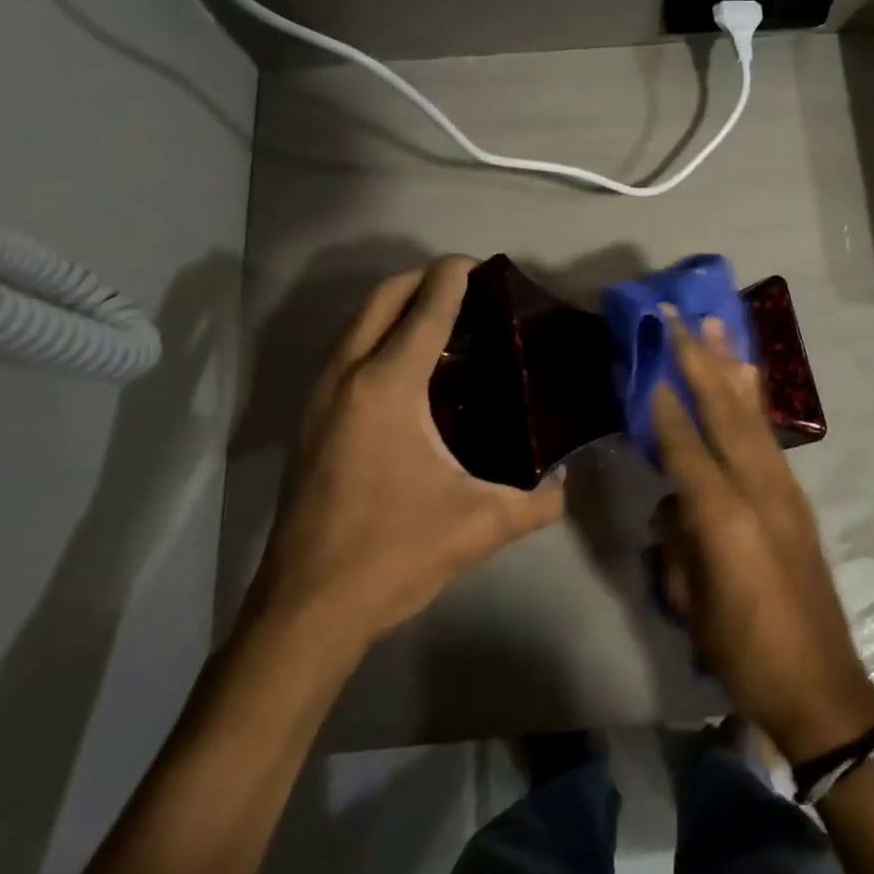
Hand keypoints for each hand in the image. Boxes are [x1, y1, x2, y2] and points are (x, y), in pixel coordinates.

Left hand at [250, 256, 564, 644]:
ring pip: (355, 323)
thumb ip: (538, 502)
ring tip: (441, 322)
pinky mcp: (308, 422)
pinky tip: (407, 373)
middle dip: (421, 279)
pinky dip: (375, 337)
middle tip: (466, 288)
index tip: (482, 265)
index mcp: (388, 386)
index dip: (454, 276)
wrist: (306, 608)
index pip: (425, 308)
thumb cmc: (392, 553)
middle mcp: (346, 376)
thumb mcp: (480, 525)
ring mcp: (319, 398)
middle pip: (381, 298)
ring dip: (394, 307)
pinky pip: (344, 353)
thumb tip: (567, 485)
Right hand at [652, 313, 873, 764]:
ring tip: (715, 327)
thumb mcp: (692, 604)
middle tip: (680, 318)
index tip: (647, 360)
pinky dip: (753, 400)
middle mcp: (758, 489)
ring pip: (751, 414)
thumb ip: (679, 542)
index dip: (664, 405)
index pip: (685, 446)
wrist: (821, 685)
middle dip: (698, 362)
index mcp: (725, 517)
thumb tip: (675, 503)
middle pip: (724, 413)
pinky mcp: (796, 498)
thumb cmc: (744, 652)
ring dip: (730, 368)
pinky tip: (746, 378)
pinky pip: (767, 435)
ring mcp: (783, 490)